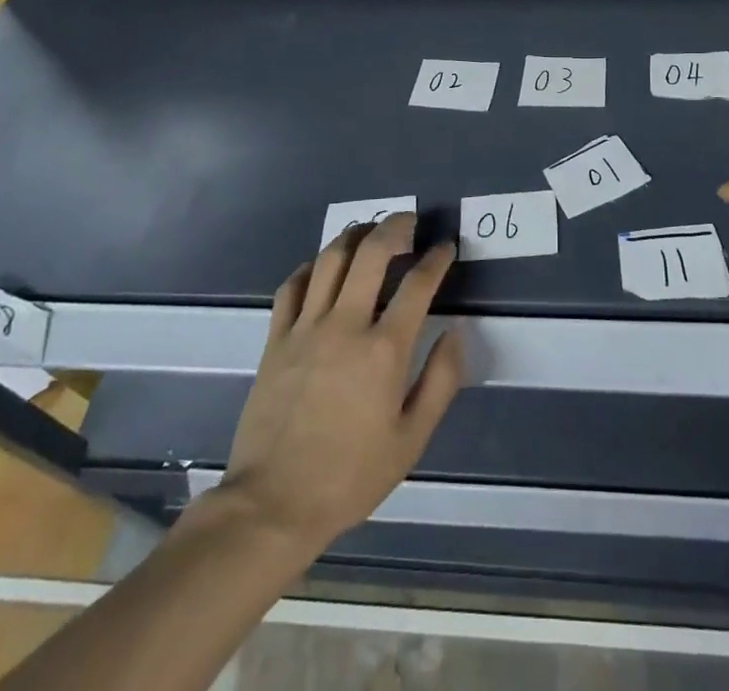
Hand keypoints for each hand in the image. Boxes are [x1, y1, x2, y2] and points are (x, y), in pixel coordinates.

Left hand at [193, 214, 463, 553]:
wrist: (273, 505)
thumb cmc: (350, 476)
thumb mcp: (411, 440)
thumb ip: (441, 380)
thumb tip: (455, 332)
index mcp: (384, 350)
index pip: (418, 284)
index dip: (436, 259)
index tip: (445, 248)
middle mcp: (346, 325)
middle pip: (372, 252)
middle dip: (396, 227)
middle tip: (409, 222)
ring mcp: (306, 328)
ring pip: (331, 258)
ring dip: (355, 235)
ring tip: (370, 232)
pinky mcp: (276, 339)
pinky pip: (293, 285)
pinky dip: (312, 266)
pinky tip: (324, 267)